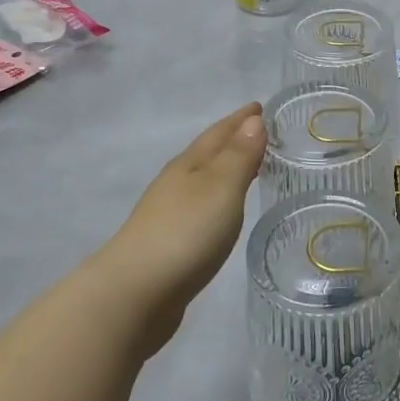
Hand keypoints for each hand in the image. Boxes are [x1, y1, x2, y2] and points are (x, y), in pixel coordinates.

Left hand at [96, 103, 265, 355]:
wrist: (136, 293)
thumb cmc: (185, 232)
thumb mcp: (221, 188)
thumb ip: (239, 156)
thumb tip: (253, 120)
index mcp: (189, 164)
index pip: (219, 133)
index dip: (241, 119)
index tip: (261, 107)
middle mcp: (177, 183)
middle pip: (209, 153)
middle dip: (234, 141)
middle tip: (263, 133)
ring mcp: (170, 213)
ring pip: (204, 181)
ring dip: (226, 170)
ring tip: (251, 168)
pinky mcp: (170, 243)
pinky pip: (202, 208)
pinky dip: (219, 199)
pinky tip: (225, 211)